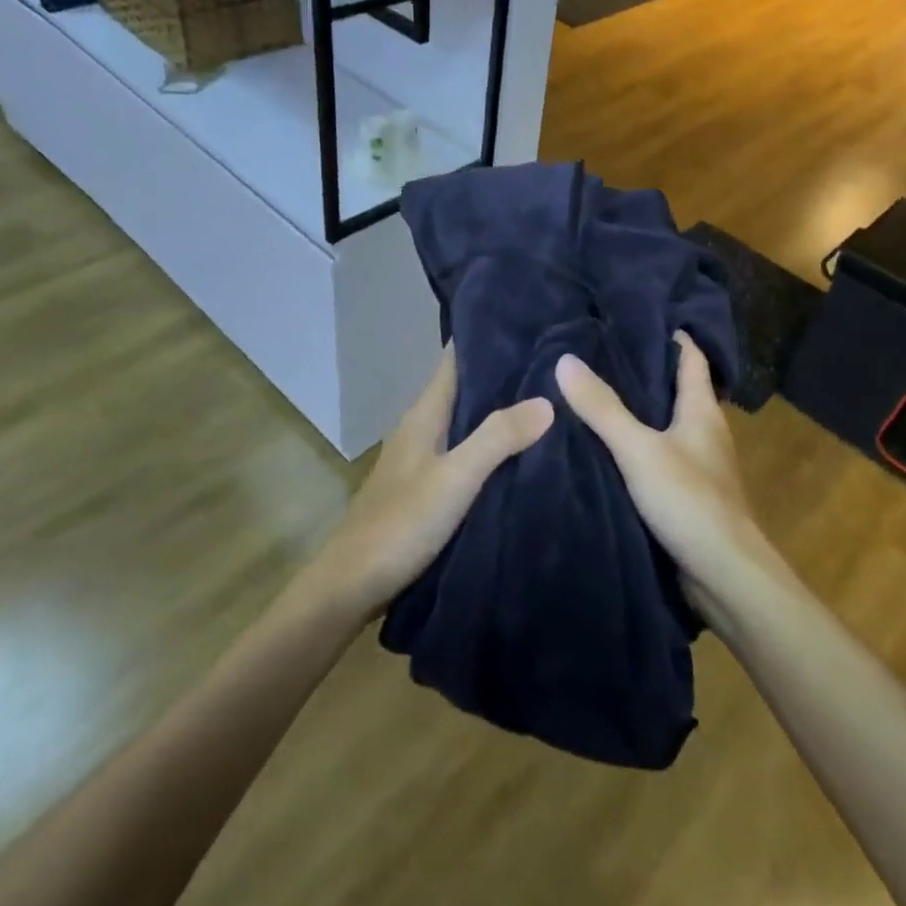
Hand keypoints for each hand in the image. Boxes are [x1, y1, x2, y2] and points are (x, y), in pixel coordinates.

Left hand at [307, 344, 553, 621]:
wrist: (352, 584)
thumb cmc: (401, 524)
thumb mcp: (455, 478)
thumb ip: (498, 438)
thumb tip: (547, 400)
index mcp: (424, 414)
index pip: (454, 358)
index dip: (486, 337)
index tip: (528, 321)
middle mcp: (422, 427)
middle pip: (464, 386)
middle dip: (502, 372)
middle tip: (553, 360)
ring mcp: (422, 457)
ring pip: (465, 419)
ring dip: (497, 408)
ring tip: (547, 397)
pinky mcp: (426, 485)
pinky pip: (465, 449)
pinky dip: (490, 441)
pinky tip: (518, 450)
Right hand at [554, 332, 765, 615]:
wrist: (724, 576)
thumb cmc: (689, 501)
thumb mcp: (639, 449)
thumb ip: (602, 408)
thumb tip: (565, 360)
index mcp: (702, 411)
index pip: (691, 358)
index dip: (672, 335)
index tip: (639, 316)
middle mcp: (705, 432)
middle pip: (677, 389)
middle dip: (646, 371)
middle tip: (601, 352)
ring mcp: (699, 465)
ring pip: (667, 425)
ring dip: (641, 411)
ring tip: (596, 394)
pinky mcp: (688, 495)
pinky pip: (660, 457)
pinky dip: (638, 446)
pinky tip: (608, 448)